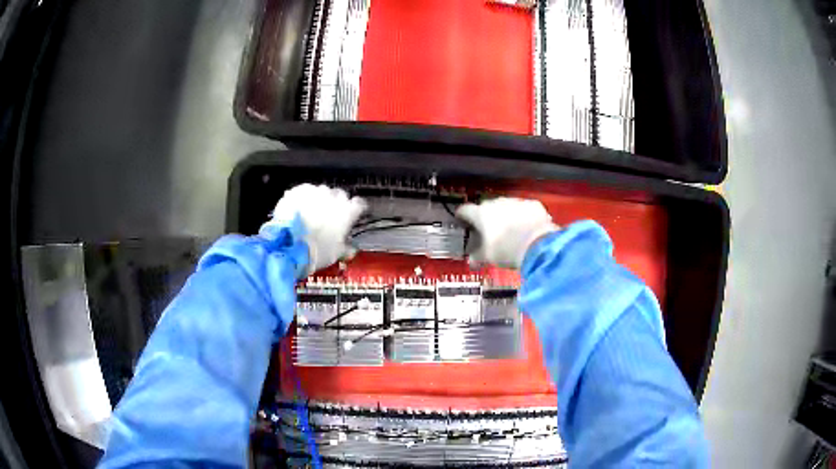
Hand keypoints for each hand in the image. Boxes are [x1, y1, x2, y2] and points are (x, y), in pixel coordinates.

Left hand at [263, 184, 366, 274]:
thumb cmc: (317, 251)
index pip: (359, 204)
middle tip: (329, 217)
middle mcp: (334, 196)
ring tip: (311, 213)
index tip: (353, 214)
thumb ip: (346, 248)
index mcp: (348, 211)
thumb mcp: (336, 253)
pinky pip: (305, 191)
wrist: (289, 244)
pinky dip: (304, 198)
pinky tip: (298, 209)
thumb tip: (351, 250)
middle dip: (336, 204)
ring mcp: (315, 191)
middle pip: (340, 195)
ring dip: (319, 200)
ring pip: (322, 192)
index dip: (356, 209)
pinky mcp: (298, 190)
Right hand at [456, 197, 558, 269]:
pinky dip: (524, 216)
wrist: (538, 245)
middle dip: (487, 218)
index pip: (465, 210)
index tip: (463, 222)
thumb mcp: (488, 257)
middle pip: (486, 207)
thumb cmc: (506, 251)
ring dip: (506, 216)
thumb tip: (472, 261)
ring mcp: (516, 201)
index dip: (462, 216)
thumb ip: (477, 257)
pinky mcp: (533, 204)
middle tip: (490, 232)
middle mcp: (496, 203)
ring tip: (511, 231)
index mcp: (481, 214)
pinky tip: (527, 229)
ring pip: (506, 207)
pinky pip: (524, 209)